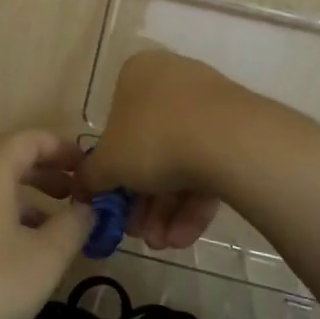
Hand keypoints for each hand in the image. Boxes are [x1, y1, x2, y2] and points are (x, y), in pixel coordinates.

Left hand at [0, 130, 92, 318]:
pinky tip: (9, 246)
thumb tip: (89, 208)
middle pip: (5, 154)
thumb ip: (73, 227)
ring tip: (49, 223)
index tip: (89, 167)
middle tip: (74, 192)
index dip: (63, 149)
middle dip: (43, 170)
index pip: (31, 138)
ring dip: (20, 193)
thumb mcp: (43, 260)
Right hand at [78, 51, 238, 249]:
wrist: (230, 141)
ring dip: (166, 209)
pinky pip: (209, 167)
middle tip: (139, 233)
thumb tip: (79, 188)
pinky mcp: (240, 132)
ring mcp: (210, 106)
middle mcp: (173, 81)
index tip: (113, 203)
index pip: (117, 123)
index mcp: (138, 75)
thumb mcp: (108, 163)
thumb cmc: (153, 139)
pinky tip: (185, 238)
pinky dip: (194, 203)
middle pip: (149, 148)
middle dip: (142, 199)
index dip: (113, 170)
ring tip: (163, 243)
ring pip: (180, 162)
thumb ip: (90, 177)